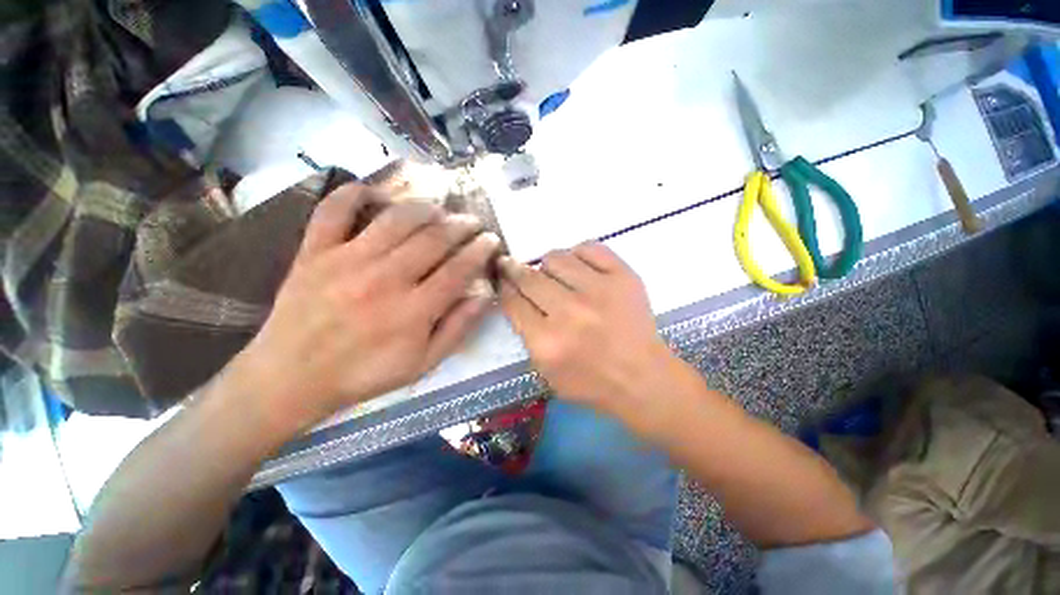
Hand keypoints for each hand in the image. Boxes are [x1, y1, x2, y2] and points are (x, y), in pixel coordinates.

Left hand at [232, 183, 500, 431]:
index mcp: (413, 310)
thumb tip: (484, 296)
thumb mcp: (423, 363)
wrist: (292, 377)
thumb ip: (457, 329)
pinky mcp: (315, 251)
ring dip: (425, 208)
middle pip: (433, 239)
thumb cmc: (365, 373)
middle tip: (473, 220)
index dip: (480, 251)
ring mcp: (347, 260)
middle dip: (461, 225)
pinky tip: (377, 192)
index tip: (492, 239)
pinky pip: (335, 210)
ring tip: (440, 207)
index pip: (458, 270)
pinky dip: (355, 193)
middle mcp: (385, 279)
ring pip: (396, 219)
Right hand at [499, 243, 674, 416]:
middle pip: (529, 276)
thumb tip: (516, 296)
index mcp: (547, 342)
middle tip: (514, 267)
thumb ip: (526, 335)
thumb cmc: (592, 383)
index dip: (505, 286)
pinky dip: (578, 254)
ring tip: (555, 275)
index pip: (513, 301)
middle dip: (515, 270)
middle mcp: (569, 312)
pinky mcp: (623, 277)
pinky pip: (589, 248)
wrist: (643, 378)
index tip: (503, 279)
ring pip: (555, 257)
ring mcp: (598, 291)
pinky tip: (579, 267)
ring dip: (548, 265)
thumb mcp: (546, 372)